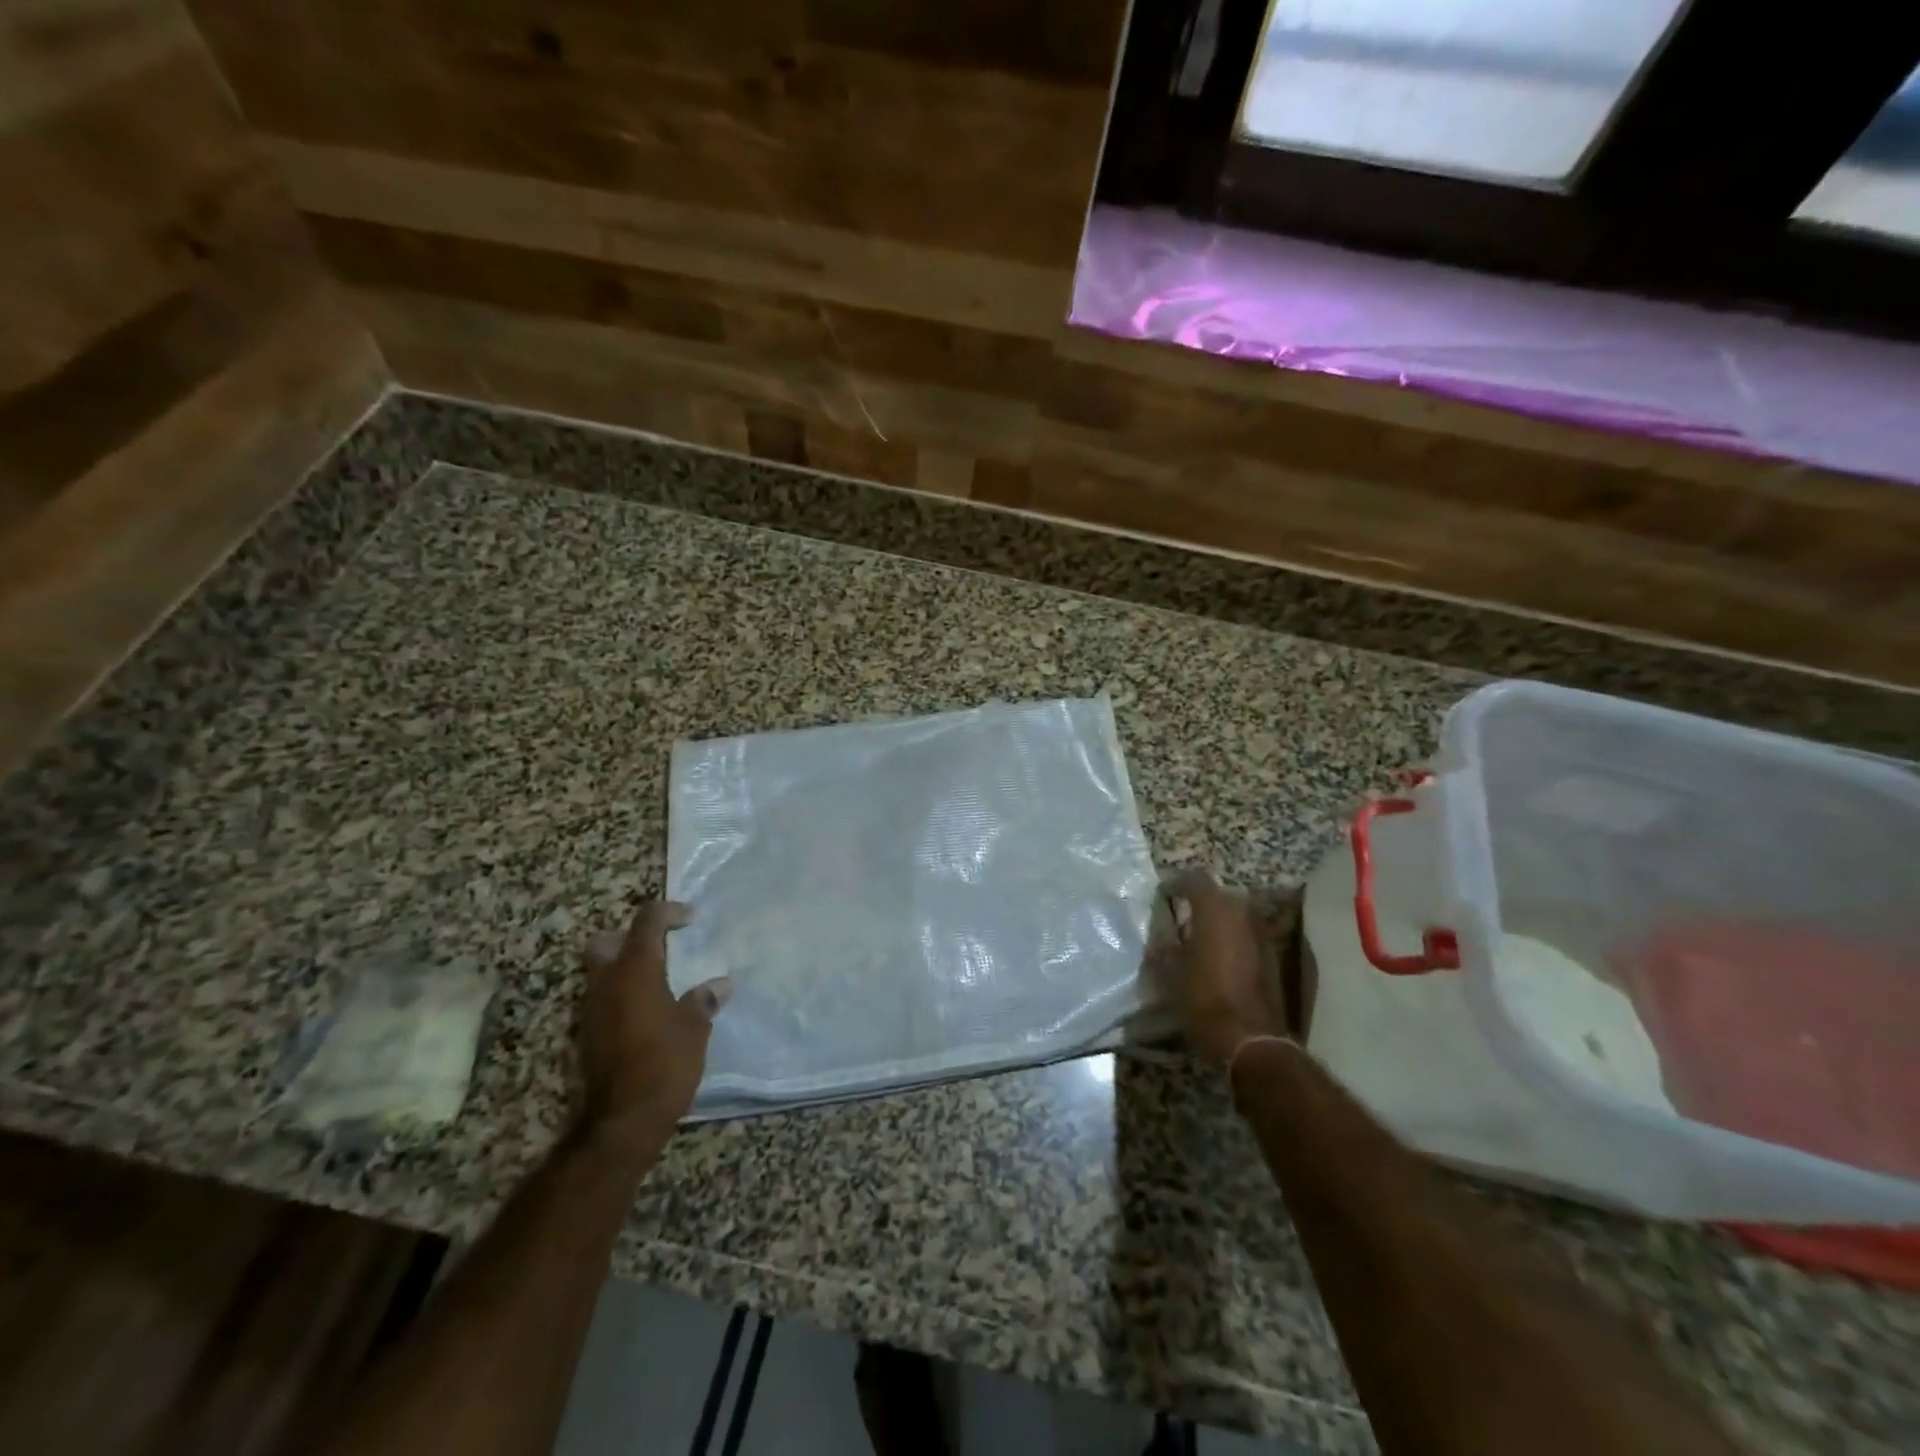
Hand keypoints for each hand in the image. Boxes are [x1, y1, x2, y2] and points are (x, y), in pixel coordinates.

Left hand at [579, 900, 729, 1135]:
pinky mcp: (588, 1035)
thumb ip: (703, 1000)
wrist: (622, 1122)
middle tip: (661, 946)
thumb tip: (720, 984)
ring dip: (626, 968)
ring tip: (661, 980)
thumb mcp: (694, 1029)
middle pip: (607, 942)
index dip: (669, 912)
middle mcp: (606, 983)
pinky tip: (648, 1011)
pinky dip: (622, 995)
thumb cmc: (664, 1063)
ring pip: (601, 972)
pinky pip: (603, 999)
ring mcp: (592, 1010)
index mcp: (636, 970)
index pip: (646, 921)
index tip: (691, 918)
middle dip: (631, 937)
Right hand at [1156, 869, 1293, 1068]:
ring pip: (1237, 915)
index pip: (1196, 879)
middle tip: (1182, 917)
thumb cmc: (1203, 1000)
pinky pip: (1248, 935)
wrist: (1250, 1040)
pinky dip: (1233, 939)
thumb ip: (1166, 946)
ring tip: (1200, 938)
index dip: (1178, 884)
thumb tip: (1164, 935)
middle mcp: (1242, 914)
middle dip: (1202, 902)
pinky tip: (1219, 958)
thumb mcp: (1170, 974)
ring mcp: (1261, 934)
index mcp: (1214, 911)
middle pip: (1220, 894)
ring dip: (1220, 921)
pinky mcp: (1272, 956)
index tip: (1164, 896)